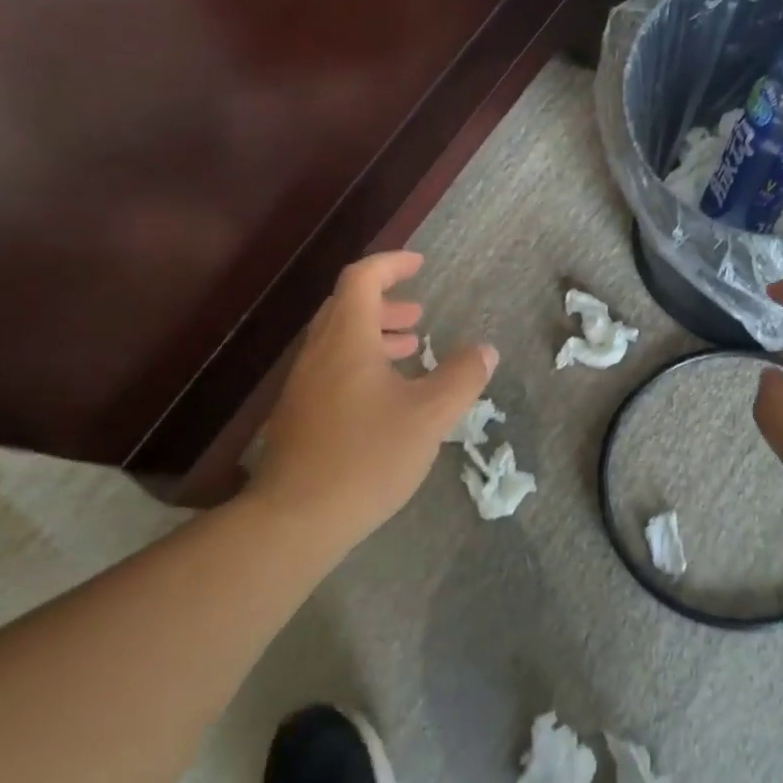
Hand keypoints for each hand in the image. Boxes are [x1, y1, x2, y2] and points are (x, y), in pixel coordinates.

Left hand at [252, 251, 495, 545]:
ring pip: (339, 341)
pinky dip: (362, 364)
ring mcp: (303, 385)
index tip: (420, 265)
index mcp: (347, 340)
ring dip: (375, 335)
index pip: (362, 278)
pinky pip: (332, 370)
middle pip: (347, 307)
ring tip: (410, 350)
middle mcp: (319, 353)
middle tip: (419, 316)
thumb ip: (461, 378)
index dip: (391, 264)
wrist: (297, 518)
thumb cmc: (367, 457)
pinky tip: (386, 399)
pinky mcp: (299, 415)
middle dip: (386, 303)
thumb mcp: (429, 416)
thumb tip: (485, 350)